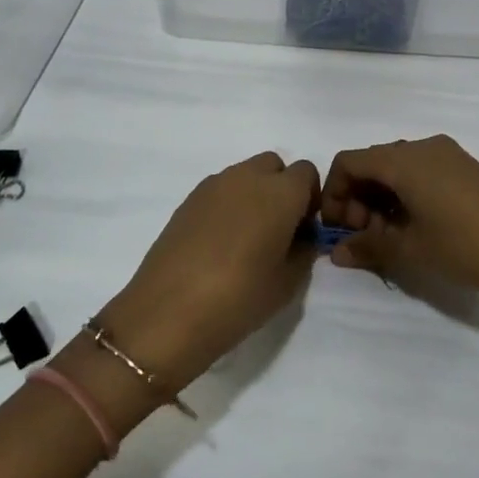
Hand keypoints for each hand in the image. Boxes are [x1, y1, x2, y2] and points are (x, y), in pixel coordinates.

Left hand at [94, 152, 320, 395]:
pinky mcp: (187, 200)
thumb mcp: (288, 283)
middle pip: (274, 166)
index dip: (309, 199)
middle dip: (281, 189)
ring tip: (245, 239)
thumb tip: (300, 237)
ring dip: (253, 196)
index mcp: (280, 192)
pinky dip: (227, 206)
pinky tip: (218, 244)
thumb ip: (304, 250)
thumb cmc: (240, 297)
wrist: (169, 312)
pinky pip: (219, 191)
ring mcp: (213, 186)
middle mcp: (247, 177)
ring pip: (244, 176)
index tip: (302, 230)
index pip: (307, 173)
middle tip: (277, 230)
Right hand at [320, 135, 478, 324]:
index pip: (349, 162)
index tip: (337, 228)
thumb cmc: (465, 245)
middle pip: (372, 162)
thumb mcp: (410, 249)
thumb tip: (337, 253)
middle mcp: (422, 147)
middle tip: (363, 236)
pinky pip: (420, 171)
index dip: (333, 193)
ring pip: (397, 167)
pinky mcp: (465, 167)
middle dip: (357, 197)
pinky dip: (404, 193)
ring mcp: (447, 154)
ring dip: (380, 197)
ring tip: (388, 236)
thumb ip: (368, 246)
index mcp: (403, 160)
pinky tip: (414, 225)